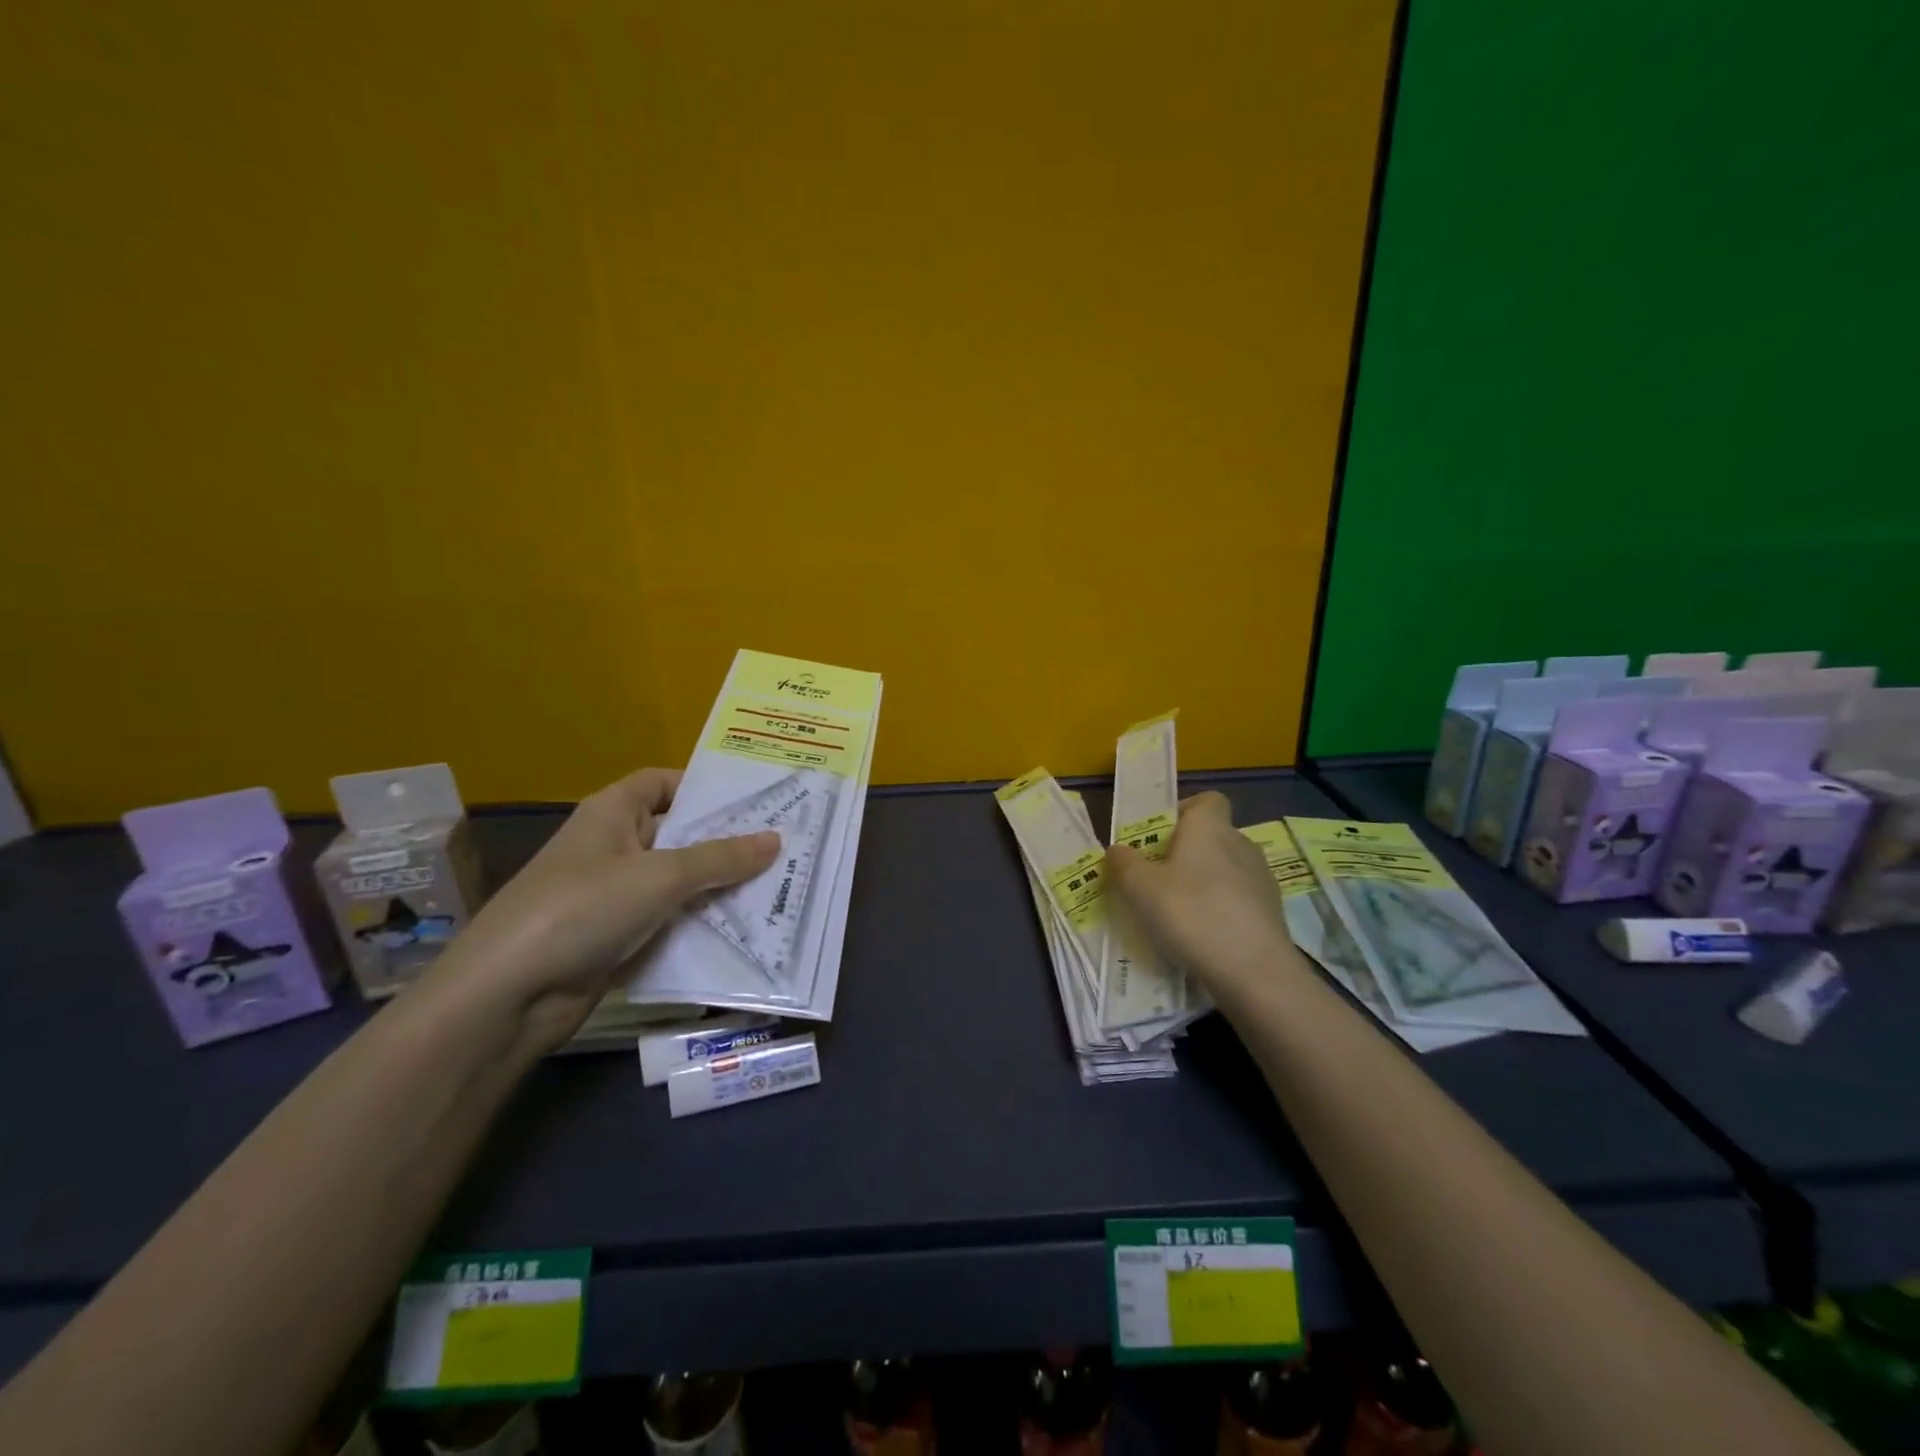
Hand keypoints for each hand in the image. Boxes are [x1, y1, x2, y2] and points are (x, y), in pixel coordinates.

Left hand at [427, 768, 778, 1048]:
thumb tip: (775, 840)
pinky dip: (699, 926)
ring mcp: (613, 896)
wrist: (506, 996)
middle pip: (677, 834)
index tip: (754, 799)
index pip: (662, 783)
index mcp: (612, 814)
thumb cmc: (581, 910)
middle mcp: (613, 847)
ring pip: (677, 883)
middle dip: (725, 843)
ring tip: (776, 888)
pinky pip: (668, 923)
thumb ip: (720, 859)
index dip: (703, 786)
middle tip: (783, 846)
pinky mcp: (616, 939)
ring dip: (717, 889)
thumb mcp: (659, 877)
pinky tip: (744, 932)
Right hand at [1105, 791, 1296, 996]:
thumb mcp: (1140, 888)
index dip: (1183, 811)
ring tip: (1178, 914)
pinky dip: (1222, 910)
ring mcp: (1262, 879)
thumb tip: (1118, 848)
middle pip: (1213, 836)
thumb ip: (1124, 863)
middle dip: (1186, 853)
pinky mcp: (1273, 913)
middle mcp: (1241, 844)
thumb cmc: (1191, 914)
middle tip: (1156, 880)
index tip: (1159, 837)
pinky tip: (1203, 937)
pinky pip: (1239, 900)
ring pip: (1226, 870)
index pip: (1208, 800)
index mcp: (1210, 827)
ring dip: (1204, 883)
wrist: (1254, 972)